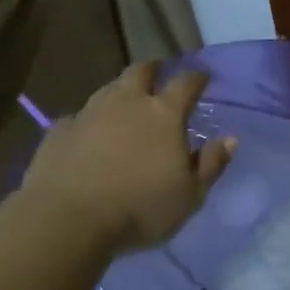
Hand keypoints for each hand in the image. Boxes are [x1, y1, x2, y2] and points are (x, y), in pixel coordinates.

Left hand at [22, 63, 235, 252]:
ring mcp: (88, 113)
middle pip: (140, 72)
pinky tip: (88, 135)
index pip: (185, 83)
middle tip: (158, 75)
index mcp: (163, 114)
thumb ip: (211, 164)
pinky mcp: (59, 130)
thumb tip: (230, 139)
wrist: (69, 218)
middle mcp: (126, 103)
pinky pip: (78, 117)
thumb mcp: (190, 196)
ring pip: (107, 89)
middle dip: (153, 70)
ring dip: (120, 92)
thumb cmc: (140, 208)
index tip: (203, 77)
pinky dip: (88, 122)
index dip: (196, 78)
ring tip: (125, 104)